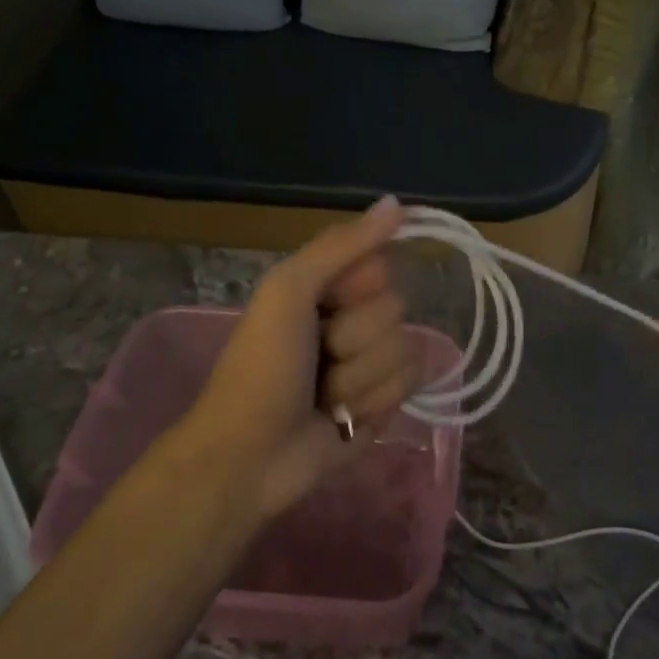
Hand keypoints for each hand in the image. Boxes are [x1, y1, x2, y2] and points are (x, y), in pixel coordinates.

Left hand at [177, 197, 422, 520]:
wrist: (248, 458)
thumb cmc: (261, 368)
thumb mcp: (288, 292)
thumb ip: (342, 245)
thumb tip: (397, 201)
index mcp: (329, 286)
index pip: (381, 265)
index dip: (359, 287)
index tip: (329, 304)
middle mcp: (355, 317)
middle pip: (396, 309)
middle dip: (355, 339)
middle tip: (318, 357)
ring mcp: (371, 362)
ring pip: (405, 349)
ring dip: (360, 379)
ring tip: (324, 397)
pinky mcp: (385, 403)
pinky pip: (410, 385)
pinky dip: (373, 404)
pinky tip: (342, 418)